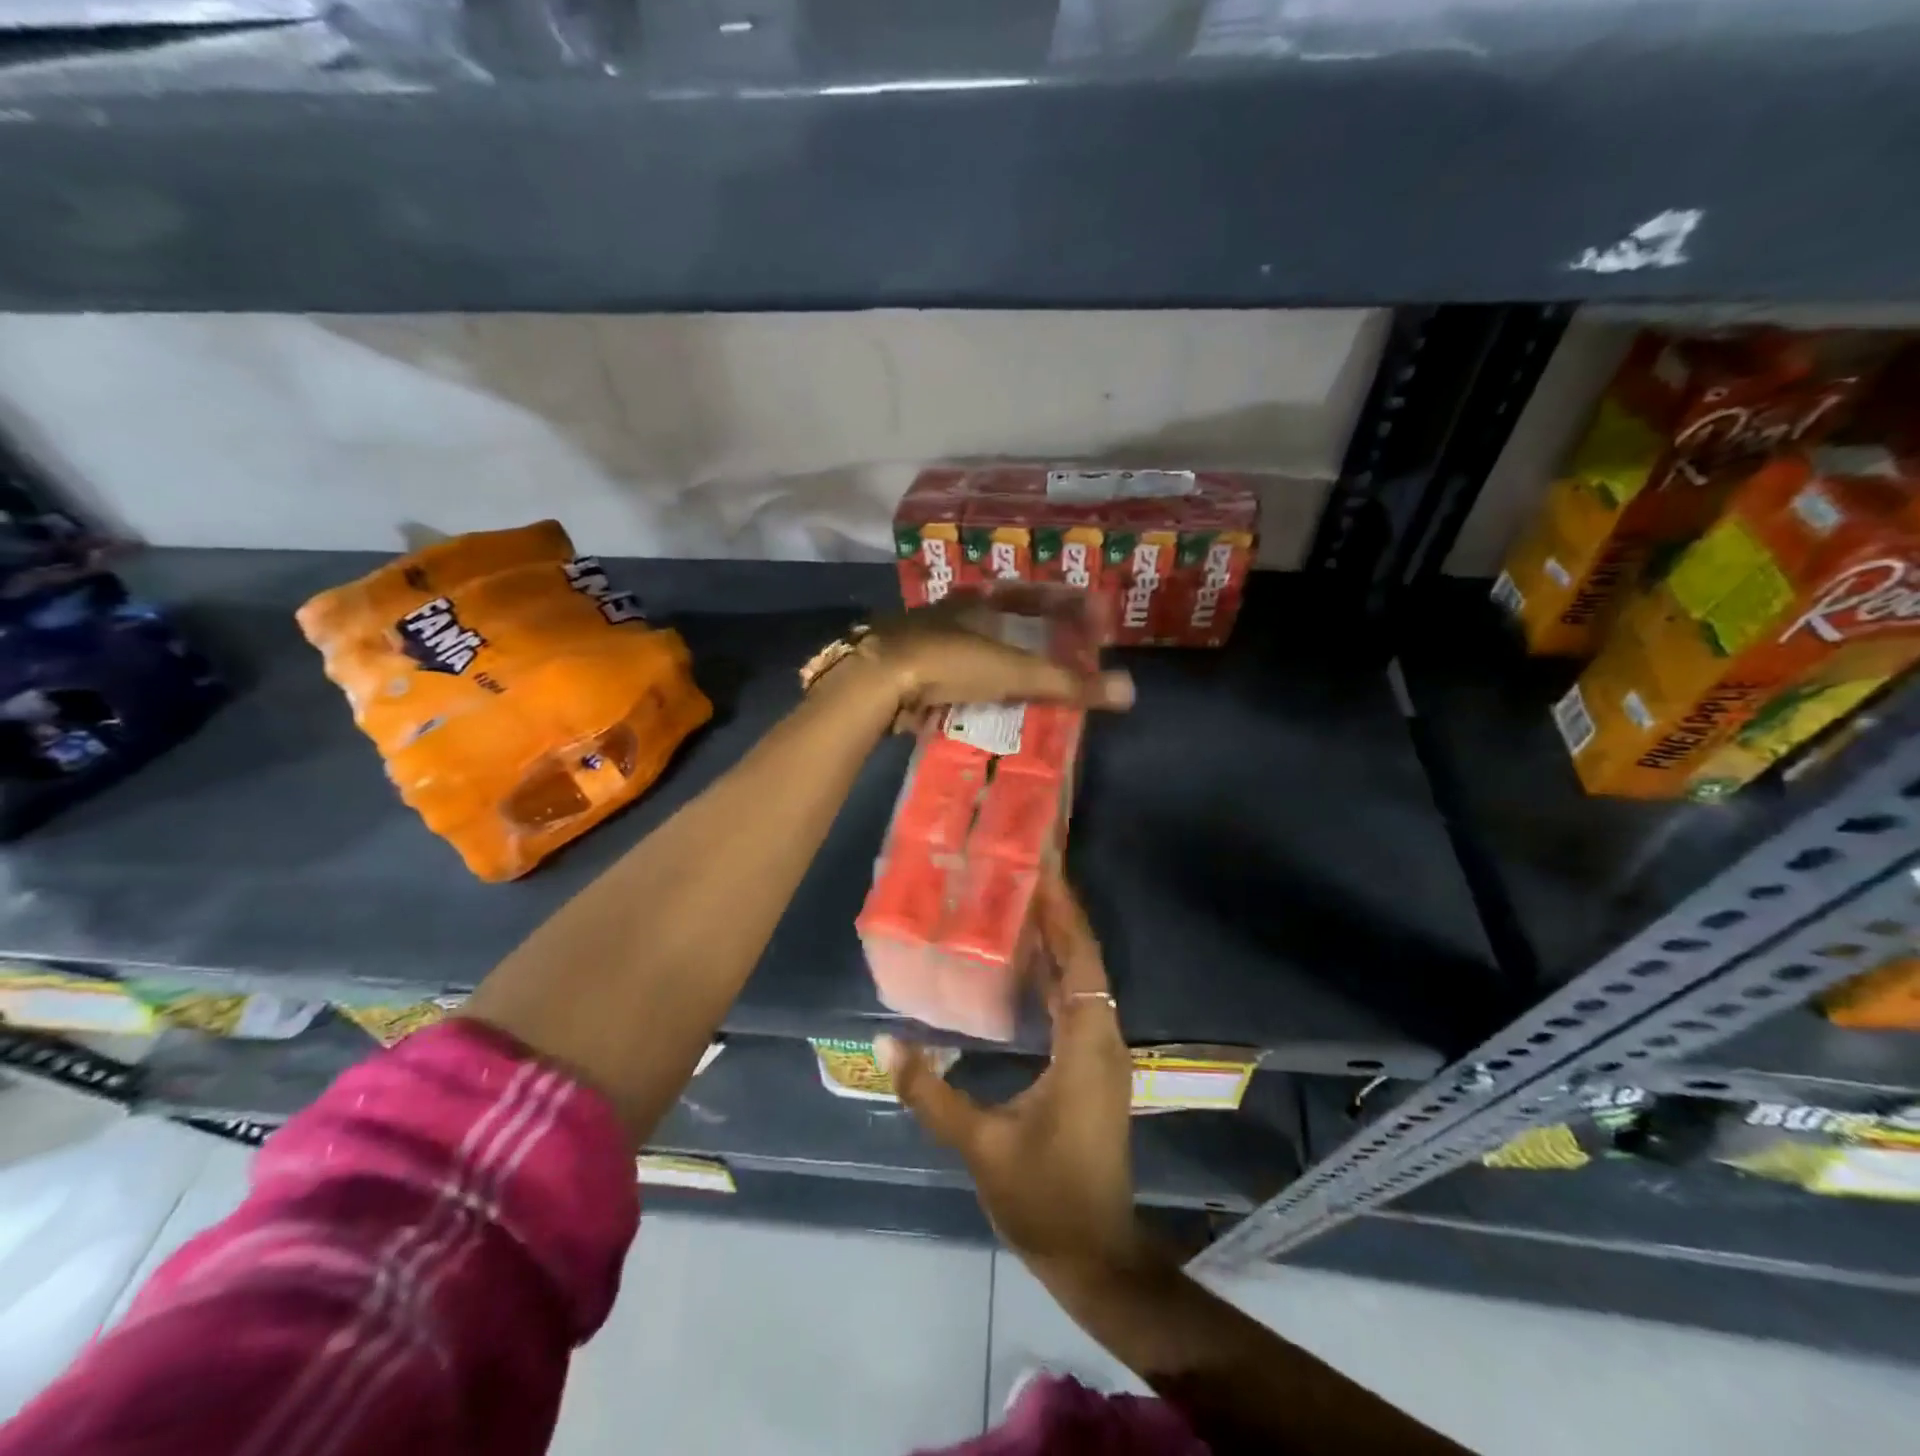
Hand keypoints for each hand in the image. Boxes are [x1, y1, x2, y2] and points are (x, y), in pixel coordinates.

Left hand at [859, 592, 1133, 717]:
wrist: (876, 680)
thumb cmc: (950, 662)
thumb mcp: (1014, 671)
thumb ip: (1067, 682)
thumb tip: (1129, 692)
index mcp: (979, 600)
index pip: (1031, 595)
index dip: (1062, 605)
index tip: (1087, 619)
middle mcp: (951, 611)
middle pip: (1000, 618)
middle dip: (1029, 634)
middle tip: (1057, 654)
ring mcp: (924, 638)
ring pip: (971, 645)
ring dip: (997, 661)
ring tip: (1023, 682)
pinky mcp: (905, 667)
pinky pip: (948, 672)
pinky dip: (969, 683)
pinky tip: (978, 699)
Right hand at [877, 870, 1143, 1278]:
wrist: (1094, 1254)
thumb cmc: (1043, 1197)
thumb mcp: (980, 1144)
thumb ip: (931, 1092)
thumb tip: (886, 1045)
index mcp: (1086, 1044)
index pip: (1079, 958)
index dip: (1063, 911)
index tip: (1042, 867)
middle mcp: (1102, 1037)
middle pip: (1084, 959)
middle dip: (1058, 913)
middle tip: (1022, 871)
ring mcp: (1101, 1052)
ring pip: (1083, 979)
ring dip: (1057, 940)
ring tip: (1018, 902)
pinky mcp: (1093, 1066)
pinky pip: (1076, 1001)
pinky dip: (1055, 972)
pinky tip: (1025, 962)